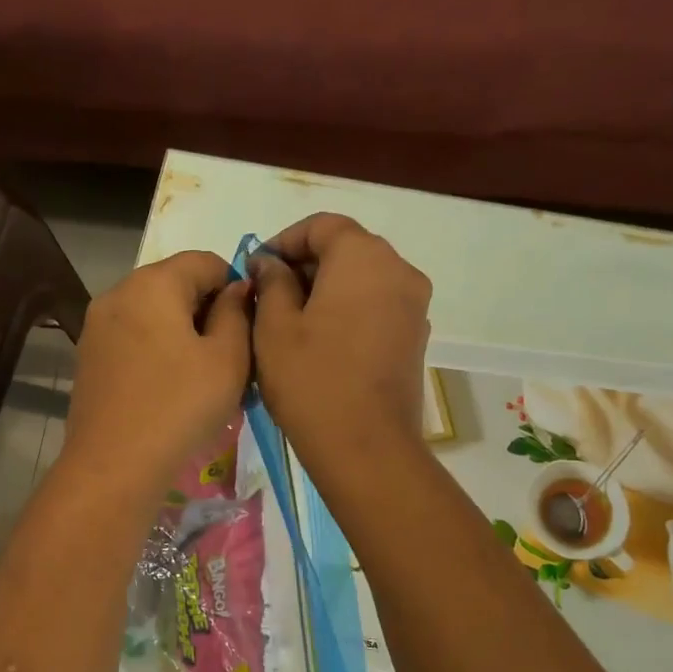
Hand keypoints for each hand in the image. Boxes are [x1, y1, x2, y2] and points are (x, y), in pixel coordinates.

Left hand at [64, 251, 251, 498]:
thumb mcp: (228, 358)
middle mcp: (117, 294)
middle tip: (231, 356)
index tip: (248, 327)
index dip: (235, 286)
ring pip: (152, 314)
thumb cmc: (180, 406)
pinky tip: (170, 388)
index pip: (205, 261)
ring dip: (182, 333)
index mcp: (152, 283)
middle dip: (207, 311)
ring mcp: (96, 327)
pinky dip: (156, 351)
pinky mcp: (88, 358)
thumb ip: (237, 313)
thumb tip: (235, 290)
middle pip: (174, 285)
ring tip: (202, 376)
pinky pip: (133, 339)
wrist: (114, 465)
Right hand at [250, 213, 431, 478]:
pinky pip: (377, 306)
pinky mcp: (416, 337)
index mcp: (363, 257)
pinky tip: (321, 341)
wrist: (365, 446)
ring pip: (363, 279)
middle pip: (347, 248)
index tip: (256, 269)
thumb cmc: (311, 380)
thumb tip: (271, 263)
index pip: (322, 225)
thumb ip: (271, 282)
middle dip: (305, 264)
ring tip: (291, 321)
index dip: (284, 240)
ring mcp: (414, 305)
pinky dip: (348, 310)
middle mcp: (398, 270)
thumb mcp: (274, 326)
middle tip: (268, 296)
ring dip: (327, 288)